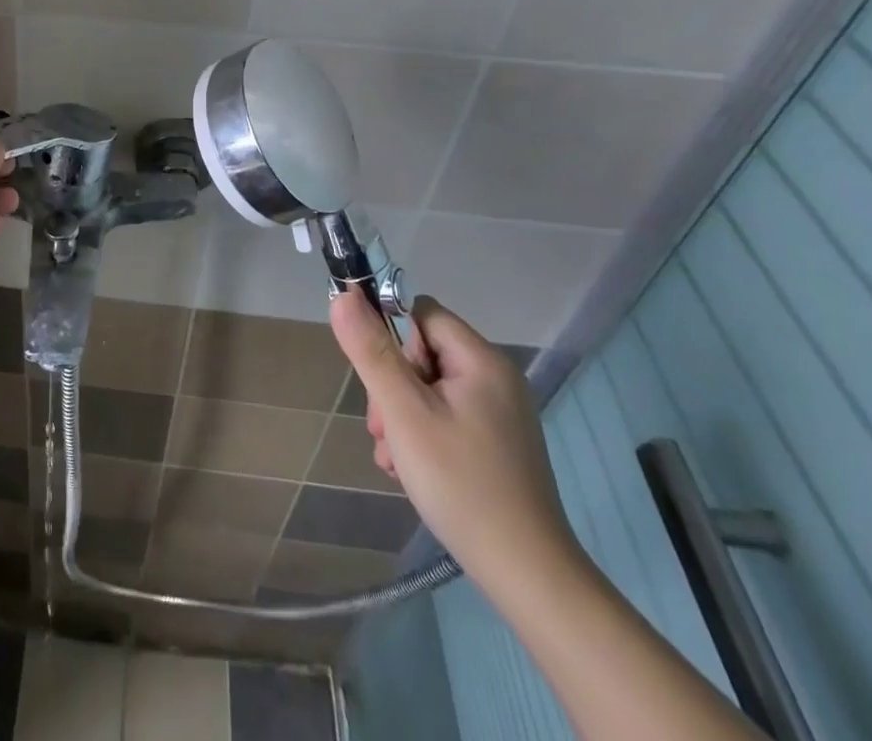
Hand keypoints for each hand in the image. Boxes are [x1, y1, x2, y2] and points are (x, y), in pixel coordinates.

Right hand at [330, 293, 581, 595]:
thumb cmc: (461, 484)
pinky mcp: (495, 443)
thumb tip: (343, 294)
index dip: (391, 338)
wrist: (528, 577)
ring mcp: (498, 413)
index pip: (420, 314)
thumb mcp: (404, 412)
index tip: (381, 382)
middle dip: (391, 386)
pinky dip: (421, 435)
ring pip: (427, 388)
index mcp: (481, 360)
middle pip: (421, 353)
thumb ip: (371, 350)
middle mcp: (495, 378)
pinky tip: (410, 469)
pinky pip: (444, 416)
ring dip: (400, 415)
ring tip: (394, 457)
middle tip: (384, 430)